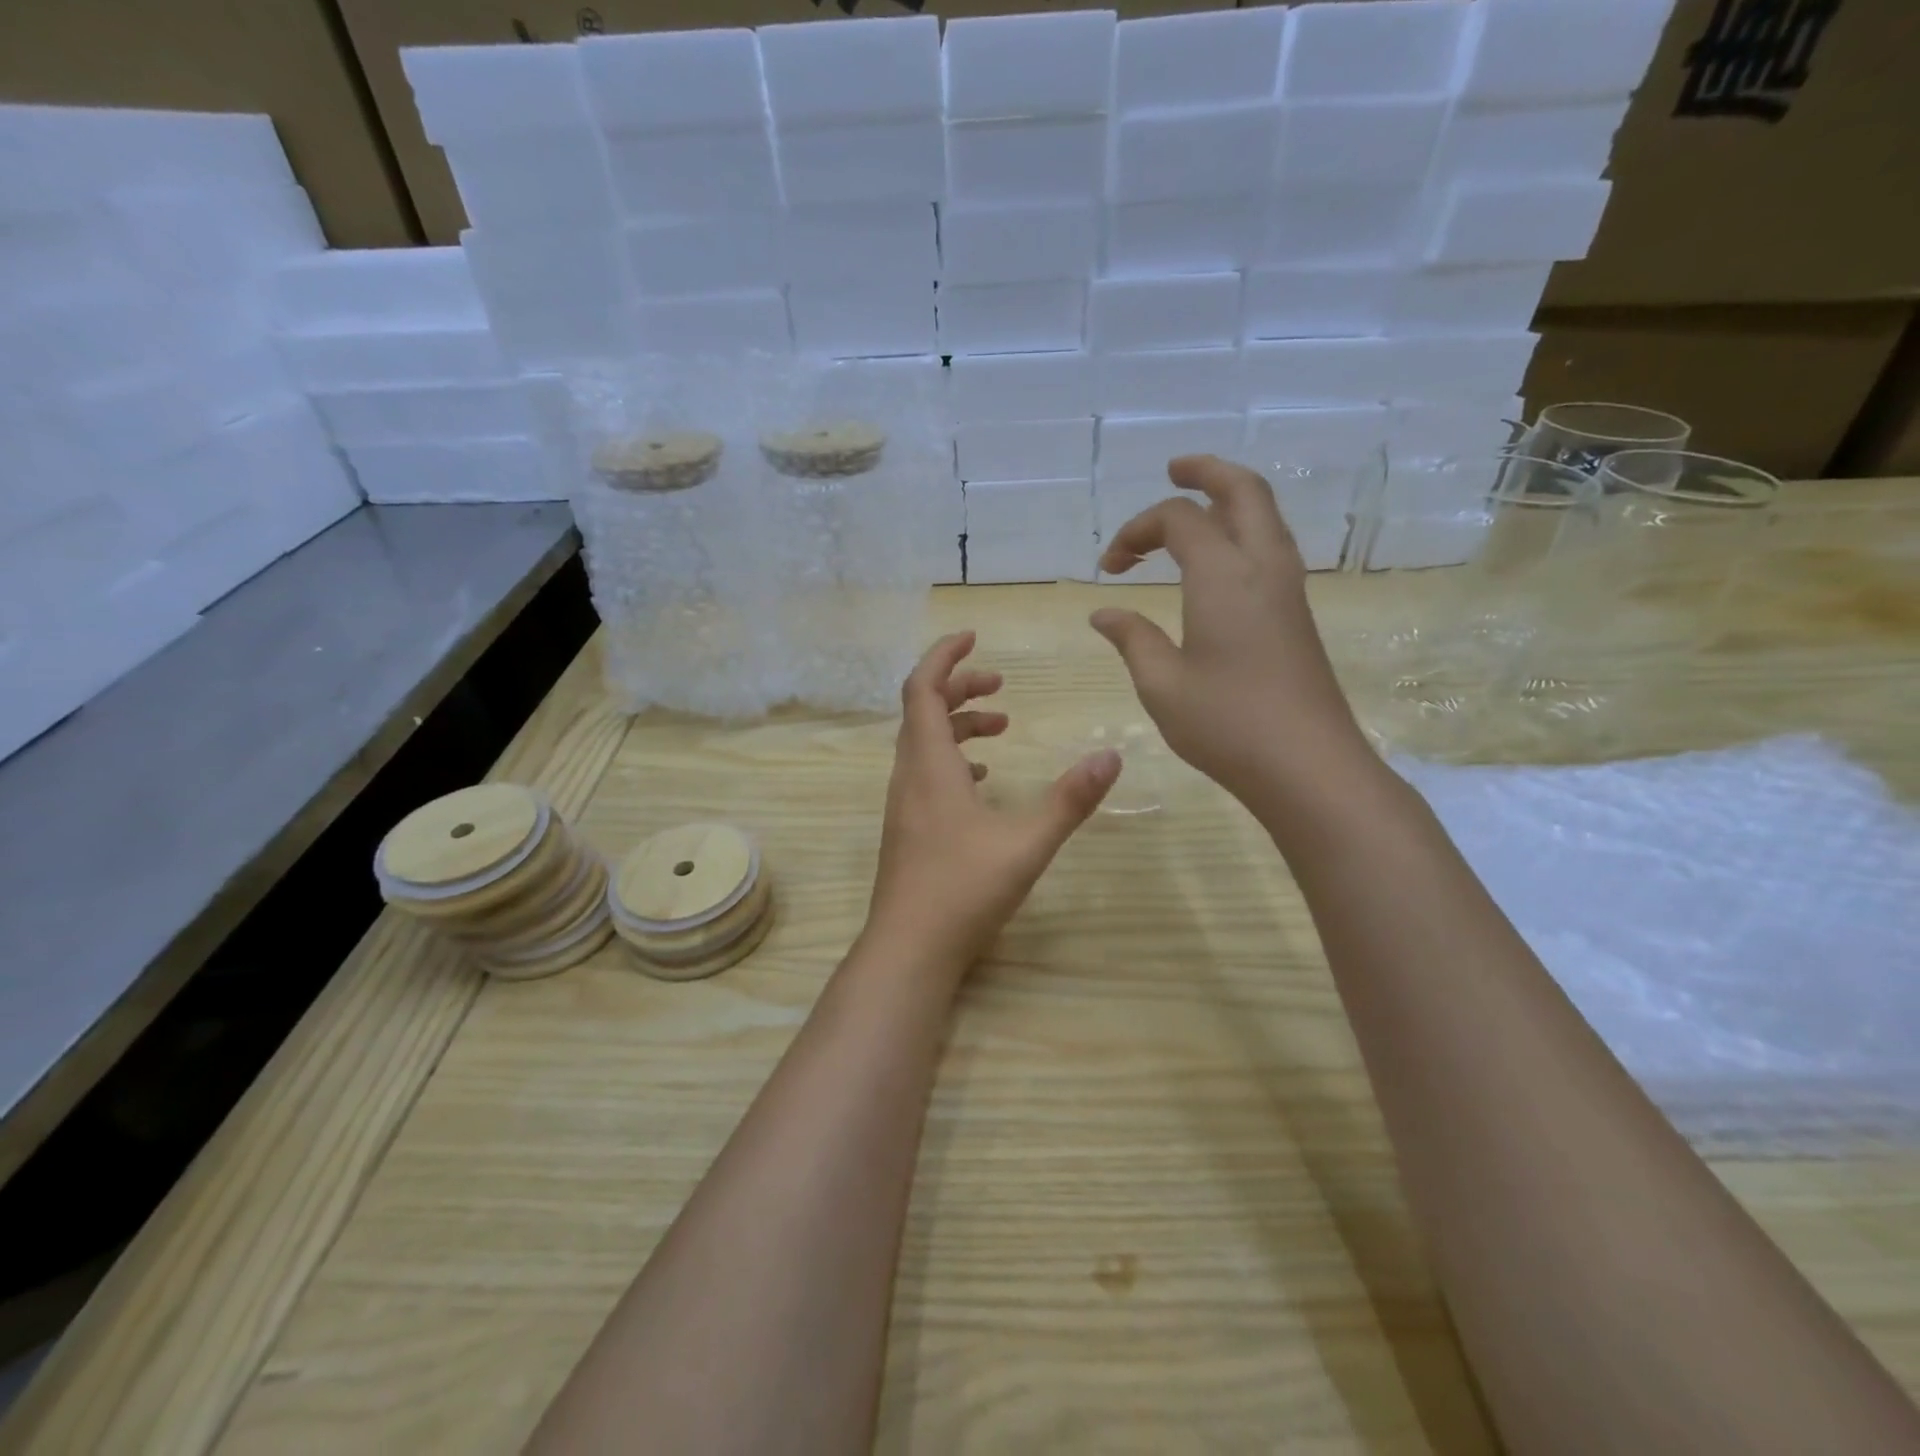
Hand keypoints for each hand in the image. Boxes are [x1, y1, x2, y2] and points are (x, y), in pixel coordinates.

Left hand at [866, 631, 1120, 968]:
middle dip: (958, 688)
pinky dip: (951, 758)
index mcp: (929, 765)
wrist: (909, 950)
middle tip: (1000, 687)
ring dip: (957, 725)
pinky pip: (926, 773)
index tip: (973, 637)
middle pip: (922, 711)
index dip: (943, 656)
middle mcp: (909, 776)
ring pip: (923, 743)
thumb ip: (1069, 800)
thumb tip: (1112, 756)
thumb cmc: (963, 891)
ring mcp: (904, 805)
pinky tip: (981, 779)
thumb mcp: (1026, 843)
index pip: (922, 689)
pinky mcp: (908, 829)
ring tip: (1001, 726)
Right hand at [1090, 455, 1372, 807]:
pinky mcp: (1298, 614)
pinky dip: (1242, 531)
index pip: (1177, 520)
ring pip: (1265, 516)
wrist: (1308, 765)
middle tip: (1174, 470)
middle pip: (1242, 491)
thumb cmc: (1226, 724)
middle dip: (1206, 472)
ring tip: (1195, 507)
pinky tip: (1220, 561)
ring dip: (1229, 499)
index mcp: (1223, 575)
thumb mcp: (1161, 683)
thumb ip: (1132, 638)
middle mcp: (1262, 567)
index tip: (1109, 569)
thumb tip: (1104, 613)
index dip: (1135, 532)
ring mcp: (1288, 589)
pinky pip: (1271, 547)